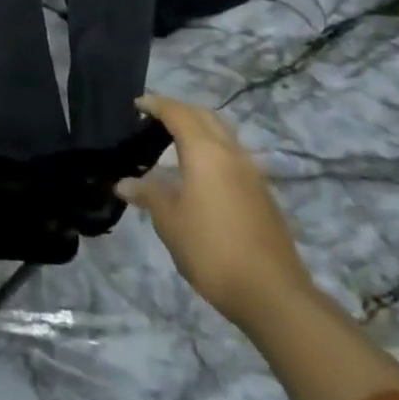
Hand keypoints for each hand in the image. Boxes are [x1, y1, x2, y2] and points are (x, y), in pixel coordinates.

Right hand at [116, 94, 312, 327]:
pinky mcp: (263, 195)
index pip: (178, 113)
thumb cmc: (212, 249)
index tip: (136, 104)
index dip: (156, 104)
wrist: (274, 295)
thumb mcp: (169, 221)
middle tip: (155, 119)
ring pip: (224, 135)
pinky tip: (200, 175)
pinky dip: (212, 151)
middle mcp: (232, 154)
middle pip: (205, 116)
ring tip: (175, 144)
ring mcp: (253, 175)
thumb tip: (124, 184)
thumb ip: (148, 194)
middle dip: (180, 111)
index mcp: (206, 152)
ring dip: (200, 130)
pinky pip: (233, 157)